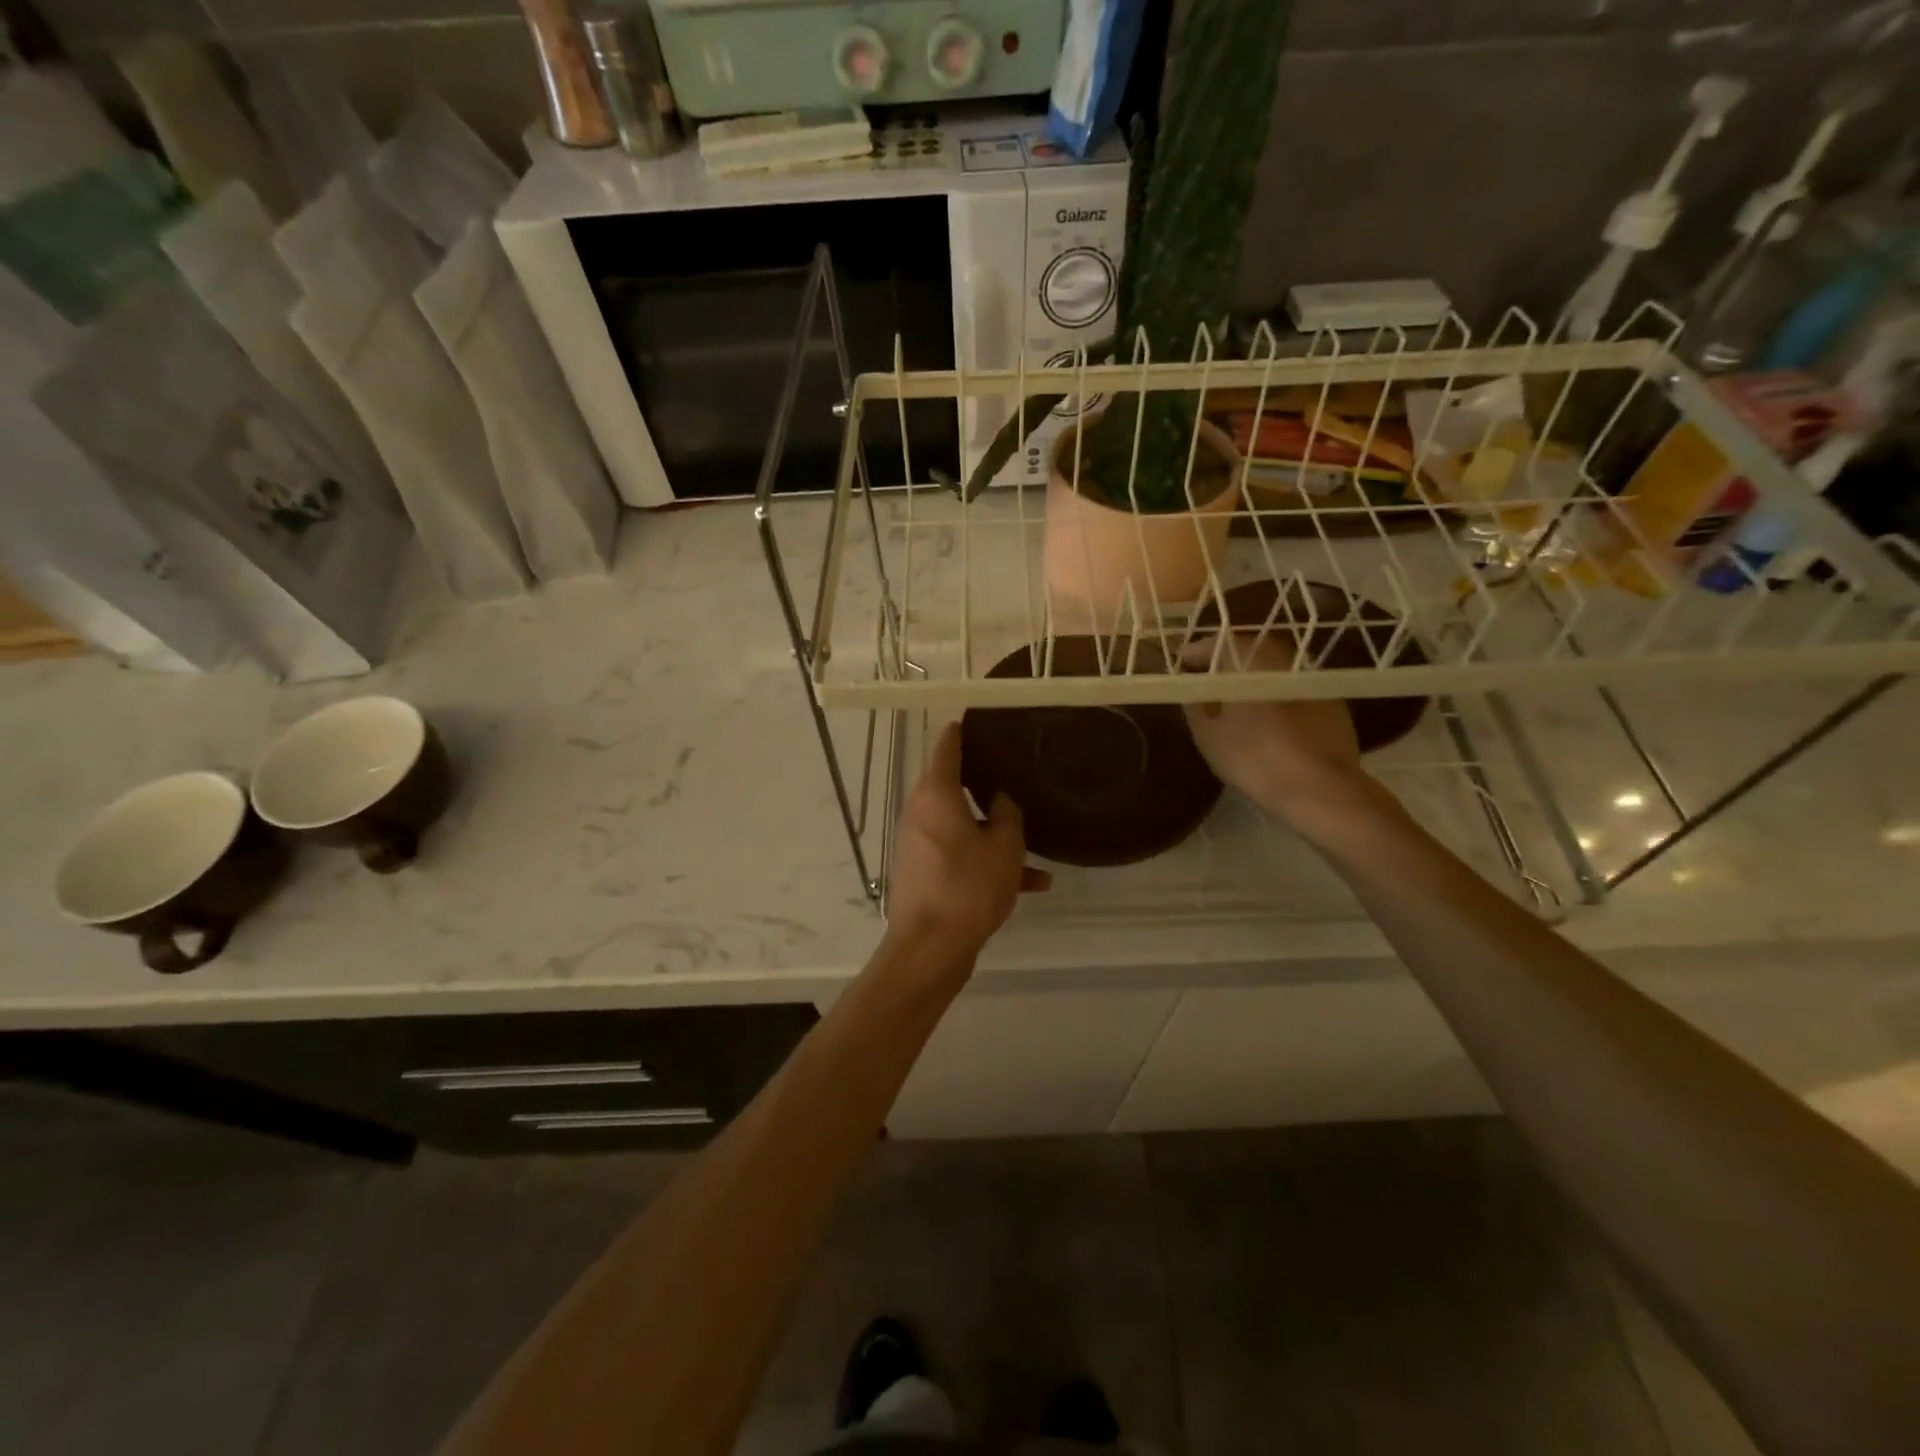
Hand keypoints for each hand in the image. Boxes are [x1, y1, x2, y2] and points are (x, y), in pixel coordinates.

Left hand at [886, 725, 1049, 963]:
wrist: (930, 949)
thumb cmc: (968, 887)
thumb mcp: (1004, 847)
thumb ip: (1008, 814)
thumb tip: (1001, 798)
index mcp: (935, 795)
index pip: (946, 747)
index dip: (963, 731)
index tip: (983, 720)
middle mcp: (921, 813)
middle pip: (951, 784)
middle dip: (983, 778)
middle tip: (1014, 766)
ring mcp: (920, 845)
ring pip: (961, 824)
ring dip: (994, 829)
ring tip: (1032, 831)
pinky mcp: (925, 873)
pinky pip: (960, 855)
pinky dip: (987, 860)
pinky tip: (1033, 881)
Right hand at [1179, 632, 1374, 825]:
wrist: (1320, 788)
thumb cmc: (1254, 758)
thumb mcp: (1208, 735)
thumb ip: (1196, 705)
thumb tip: (1192, 688)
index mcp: (1252, 662)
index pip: (1220, 643)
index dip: (1197, 651)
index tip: (1181, 661)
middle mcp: (1285, 661)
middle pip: (1252, 649)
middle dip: (1228, 658)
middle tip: (1209, 674)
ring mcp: (1313, 681)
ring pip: (1277, 667)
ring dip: (1255, 674)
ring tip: (1237, 694)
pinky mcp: (1333, 703)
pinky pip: (1294, 687)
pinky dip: (1276, 692)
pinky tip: (1269, 714)